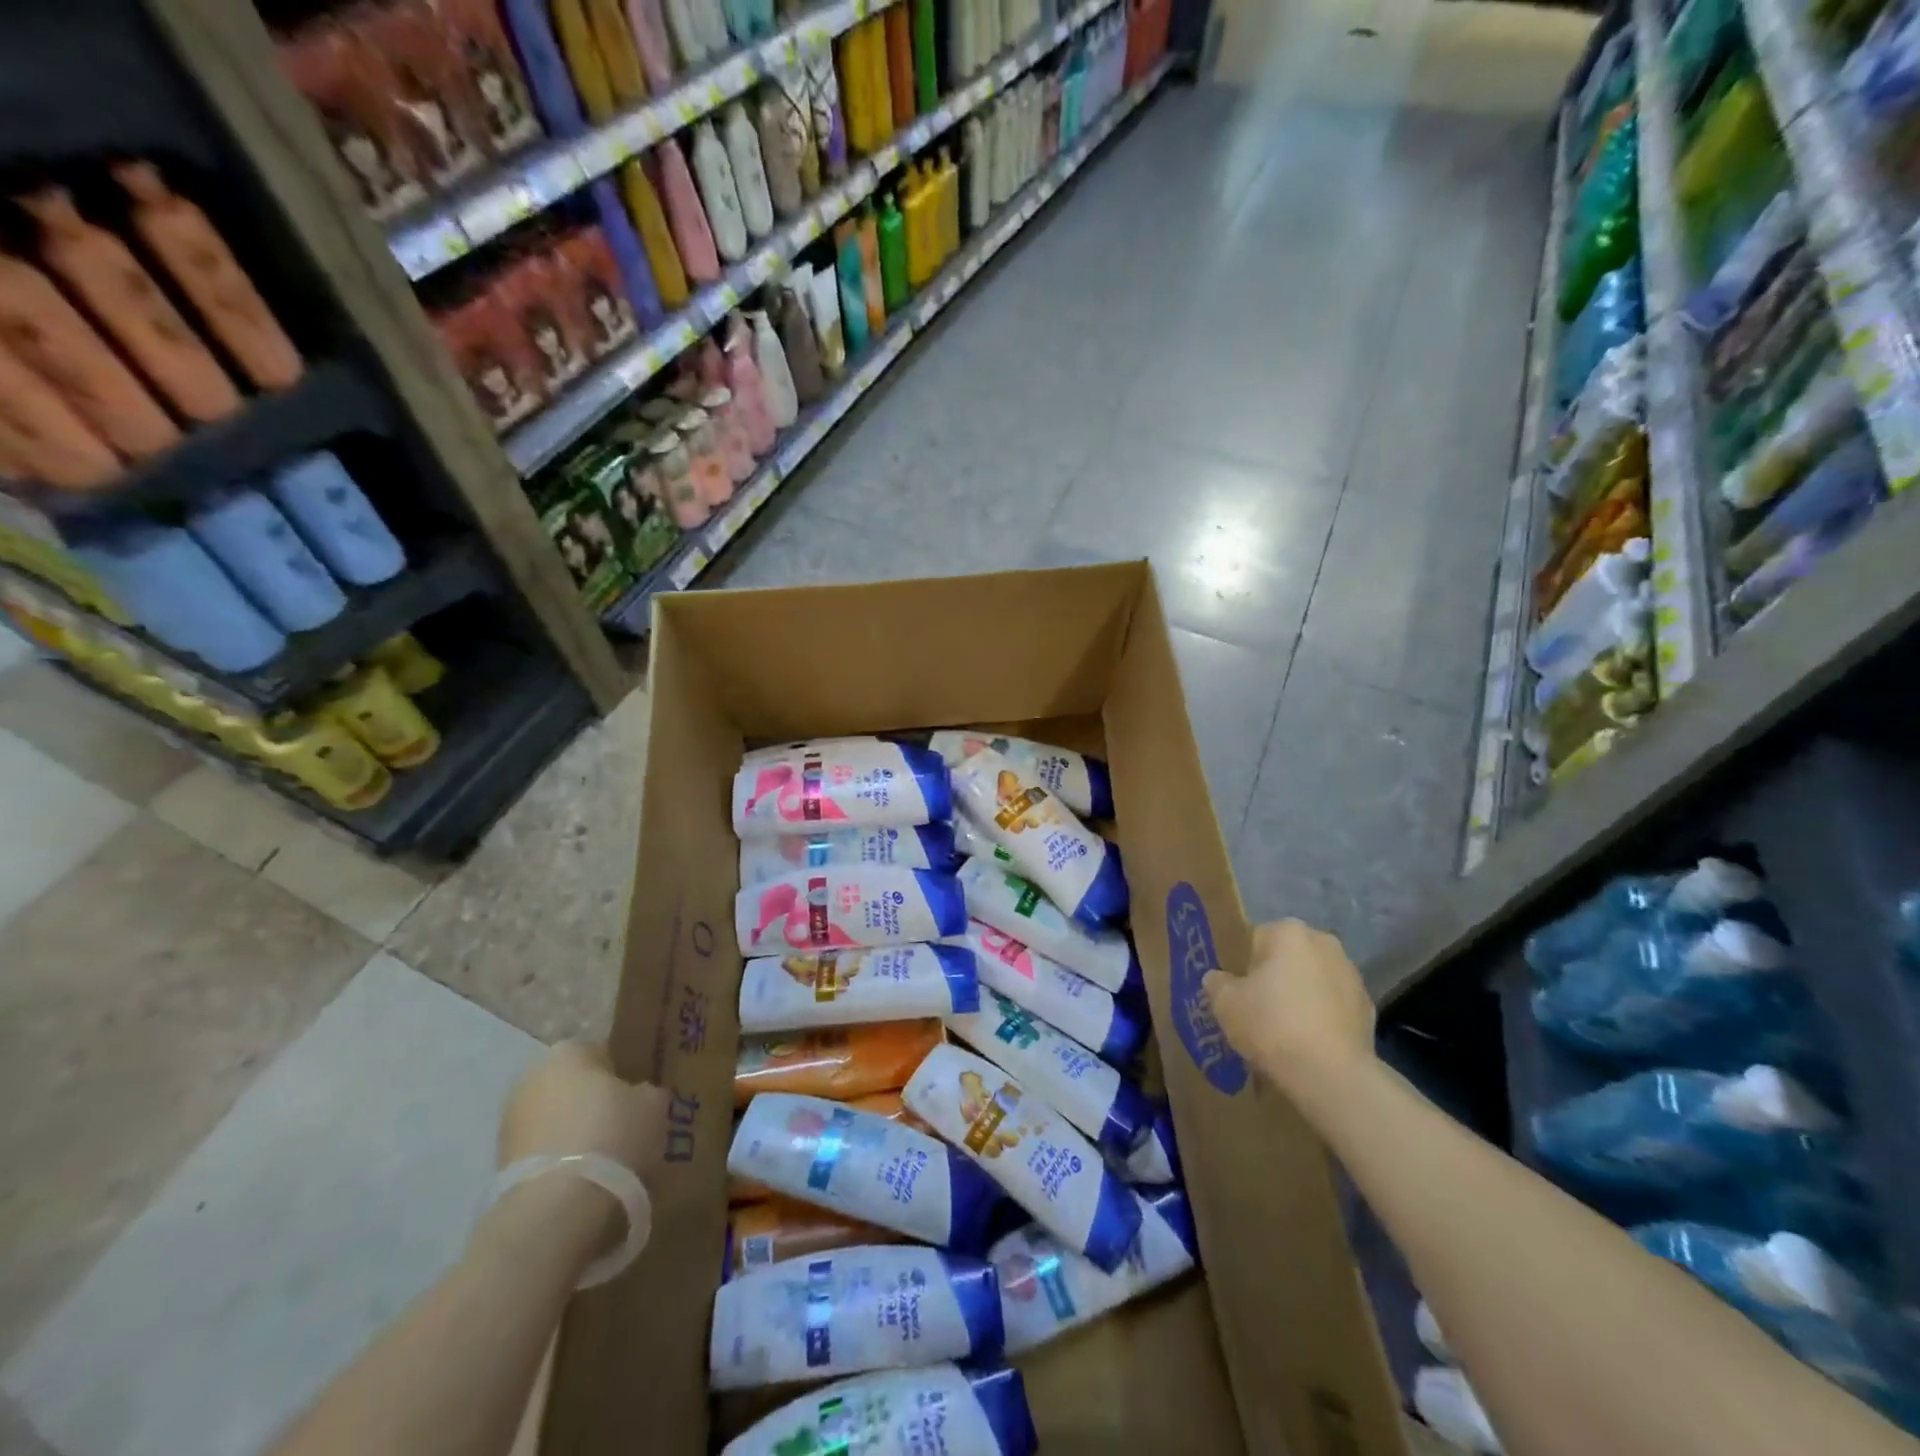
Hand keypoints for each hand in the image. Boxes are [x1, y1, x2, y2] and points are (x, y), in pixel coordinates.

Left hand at [498, 1041, 667, 1175]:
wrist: (556, 1203)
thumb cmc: (611, 1134)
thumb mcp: (653, 1104)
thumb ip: (646, 1091)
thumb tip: (638, 1096)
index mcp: (569, 1050)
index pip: (603, 1053)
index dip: (623, 1075)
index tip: (637, 1099)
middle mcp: (533, 1075)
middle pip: (574, 1084)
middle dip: (593, 1102)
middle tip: (621, 1126)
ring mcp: (510, 1118)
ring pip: (555, 1117)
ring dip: (573, 1131)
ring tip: (601, 1158)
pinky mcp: (498, 1159)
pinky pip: (541, 1148)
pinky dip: (557, 1158)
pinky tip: (579, 1178)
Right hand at [1202, 919, 1375, 1097]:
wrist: (1332, 1075)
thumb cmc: (1271, 1025)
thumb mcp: (1225, 1003)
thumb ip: (1216, 983)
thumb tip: (1217, 978)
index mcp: (1288, 932)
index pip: (1256, 939)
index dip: (1244, 967)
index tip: (1240, 993)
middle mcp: (1324, 942)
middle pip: (1288, 957)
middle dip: (1275, 977)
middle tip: (1259, 1009)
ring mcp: (1352, 974)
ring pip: (1313, 980)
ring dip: (1301, 995)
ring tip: (1286, 1031)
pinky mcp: (1369, 1007)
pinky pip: (1334, 1005)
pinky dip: (1322, 1017)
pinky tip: (1310, 1043)